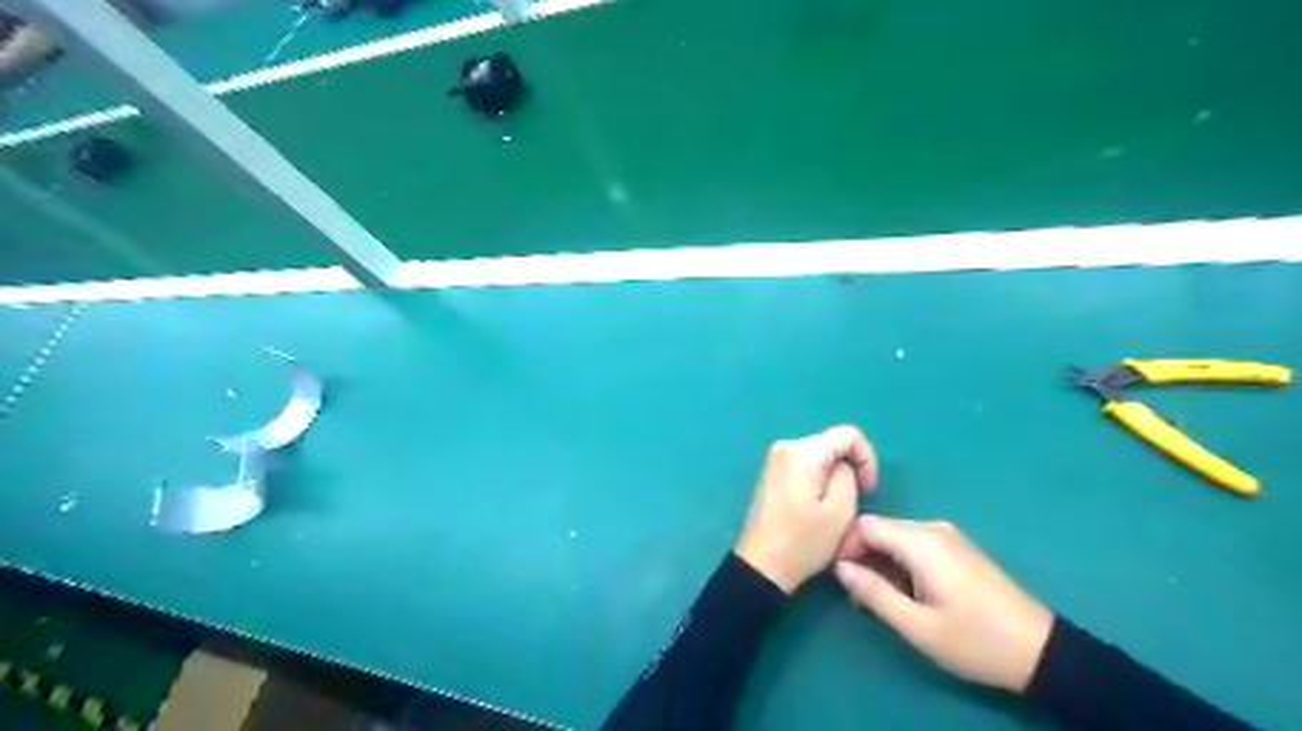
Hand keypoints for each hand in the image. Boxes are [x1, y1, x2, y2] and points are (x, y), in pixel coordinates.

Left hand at [735, 429, 878, 594]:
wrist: (761, 565)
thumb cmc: (803, 541)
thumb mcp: (840, 511)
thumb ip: (849, 475)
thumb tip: (844, 466)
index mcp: (803, 451)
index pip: (849, 434)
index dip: (867, 459)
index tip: (868, 490)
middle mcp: (786, 446)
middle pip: (832, 444)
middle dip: (849, 469)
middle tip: (852, 503)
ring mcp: (775, 459)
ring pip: (820, 456)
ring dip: (834, 477)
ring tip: (833, 509)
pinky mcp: (771, 473)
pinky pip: (805, 465)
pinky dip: (818, 480)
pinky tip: (815, 507)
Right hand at [834, 516, 1055, 694]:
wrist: (1041, 651)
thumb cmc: (975, 640)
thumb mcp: (917, 626)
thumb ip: (873, 593)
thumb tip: (840, 568)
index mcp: (921, 542)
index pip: (865, 525)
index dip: (845, 547)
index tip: (841, 579)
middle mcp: (932, 529)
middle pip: (879, 529)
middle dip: (862, 557)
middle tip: (859, 597)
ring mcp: (948, 536)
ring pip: (895, 537)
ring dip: (880, 562)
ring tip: (881, 600)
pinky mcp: (957, 548)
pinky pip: (914, 544)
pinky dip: (900, 563)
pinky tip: (907, 593)